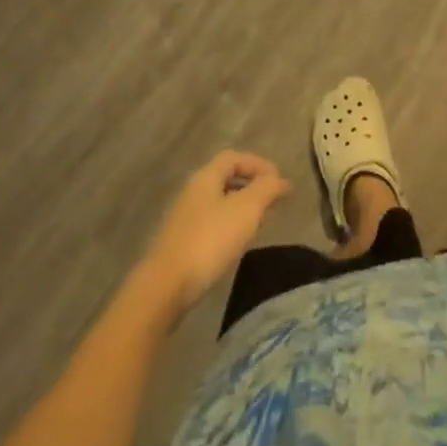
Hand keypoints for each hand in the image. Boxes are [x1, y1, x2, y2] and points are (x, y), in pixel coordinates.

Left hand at [141, 151, 290, 314]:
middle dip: (251, 186)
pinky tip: (236, 245)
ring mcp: (183, 219)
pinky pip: (210, 224)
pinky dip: (229, 226)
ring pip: (218, 203)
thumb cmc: (209, 241)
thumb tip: (281, 180)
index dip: (258, 164)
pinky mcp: (180, 244)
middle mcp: (192, 192)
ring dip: (241, 208)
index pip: (234, 158)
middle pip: (225, 179)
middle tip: (271, 202)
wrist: (165, 288)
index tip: (278, 181)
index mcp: (206, 177)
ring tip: (259, 224)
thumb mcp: (247, 210)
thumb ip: (266, 189)